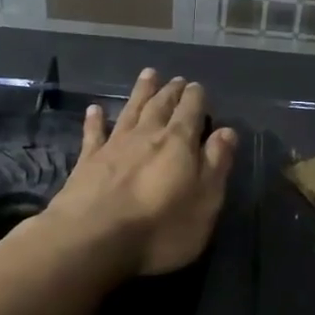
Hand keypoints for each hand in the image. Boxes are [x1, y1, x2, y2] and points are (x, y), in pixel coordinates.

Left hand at [43, 69, 236, 277]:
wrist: (93, 239)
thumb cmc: (161, 227)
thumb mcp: (205, 201)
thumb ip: (216, 163)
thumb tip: (227, 132)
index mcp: (179, 143)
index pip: (191, 111)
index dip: (195, 98)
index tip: (197, 87)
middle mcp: (147, 135)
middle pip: (161, 106)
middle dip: (171, 91)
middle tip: (176, 79)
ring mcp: (114, 146)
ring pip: (131, 111)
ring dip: (140, 93)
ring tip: (147, 75)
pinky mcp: (87, 162)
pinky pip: (94, 134)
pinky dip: (96, 120)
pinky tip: (95, 109)